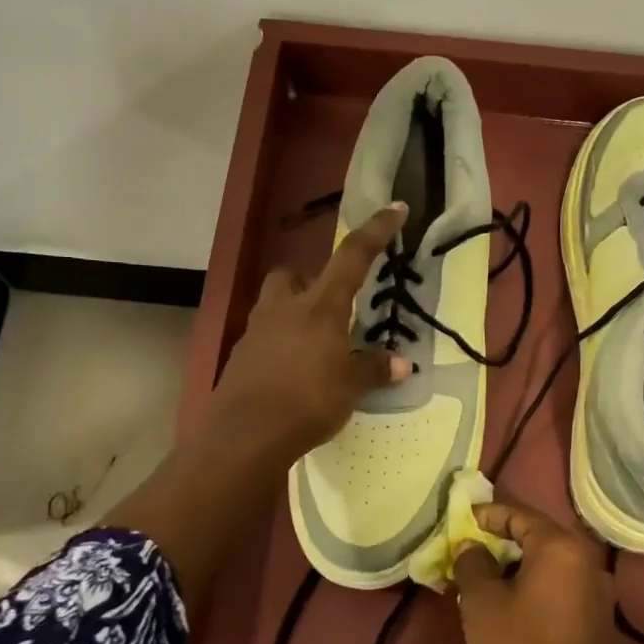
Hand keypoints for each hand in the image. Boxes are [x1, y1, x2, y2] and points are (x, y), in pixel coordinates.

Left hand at [211, 203, 412, 460]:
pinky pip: (264, 338)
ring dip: (293, 313)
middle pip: (292, 275)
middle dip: (309, 282)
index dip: (375, 231)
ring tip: (314, 345)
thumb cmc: (308, 401)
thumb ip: (374, 370)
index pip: (352, 258)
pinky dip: (279, 345)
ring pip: (274, 305)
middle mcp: (284, 308)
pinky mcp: (241, 357)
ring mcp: (256, 331)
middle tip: (330, 307)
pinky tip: (292, 372)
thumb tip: (403, 365)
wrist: (246, 434)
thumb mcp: (350, 388)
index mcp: (319, 306)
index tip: (394, 209)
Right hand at [453, 500, 616, 643]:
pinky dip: (536, 584)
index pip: (520, 514)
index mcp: (561, 548)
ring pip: (551, 562)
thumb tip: (471, 546)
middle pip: (539, 536)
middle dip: (503, 539)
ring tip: (488, 575)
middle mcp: (586, 560)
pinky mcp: (598, 617)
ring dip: (520, 563)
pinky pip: (562, 585)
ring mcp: (598, 590)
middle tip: (472, 547)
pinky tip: (513, 600)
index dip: (489, 514)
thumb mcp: (482, 602)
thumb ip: (473, 563)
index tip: (464, 520)